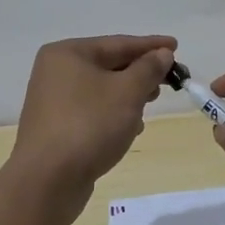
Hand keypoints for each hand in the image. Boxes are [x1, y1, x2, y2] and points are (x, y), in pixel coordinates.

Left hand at [9, 35, 175, 208]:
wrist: (48, 180)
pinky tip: (130, 129)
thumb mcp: (128, 92)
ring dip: (129, 96)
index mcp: (68, 53)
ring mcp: (53, 101)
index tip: (176, 46)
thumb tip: (162, 53)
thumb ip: (149, 68)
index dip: (151, 46)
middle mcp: (56, 72)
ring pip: (102, 90)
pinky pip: (93, 111)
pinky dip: (113, 114)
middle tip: (169, 81)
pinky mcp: (56, 127)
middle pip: (109, 65)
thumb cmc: (90, 125)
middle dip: (140, 74)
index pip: (118, 43)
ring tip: (149, 106)